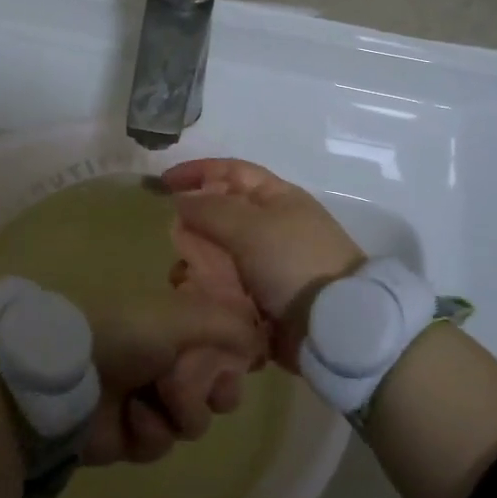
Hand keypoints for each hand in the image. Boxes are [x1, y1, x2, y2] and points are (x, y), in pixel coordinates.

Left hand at [81, 293, 264, 466]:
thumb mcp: (184, 316)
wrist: (70, 375)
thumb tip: (262, 343)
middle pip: (216, 389)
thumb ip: (230, 325)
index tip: (239, 364)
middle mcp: (166, 361)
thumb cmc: (128, 334)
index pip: (223, 346)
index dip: (234, 359)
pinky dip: (151, 432)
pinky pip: (162, 444)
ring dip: (181, 411)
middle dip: (215, 391)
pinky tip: (133, 418)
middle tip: (205, 389)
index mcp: (176, 327)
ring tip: (156, 397)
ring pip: (194, 421)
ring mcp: (148, 399)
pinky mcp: (131, 436)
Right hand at [162, 159, 365, 370]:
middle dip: (193, 225)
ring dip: (197, 262)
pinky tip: (194, 299)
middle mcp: (271, 226)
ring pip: (219, 254)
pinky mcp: (262, 298)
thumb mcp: (251, 227)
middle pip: (221, 214)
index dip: (198, 172)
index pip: (231, 172)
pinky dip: (208, 290)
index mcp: (277, 198)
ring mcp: (267, 264)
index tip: (163, 183)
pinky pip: (226, 287)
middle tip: (173, 241)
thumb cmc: (293, 262)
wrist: (333, 325)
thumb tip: (181, 199)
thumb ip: (211, 209)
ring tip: (182, 278)